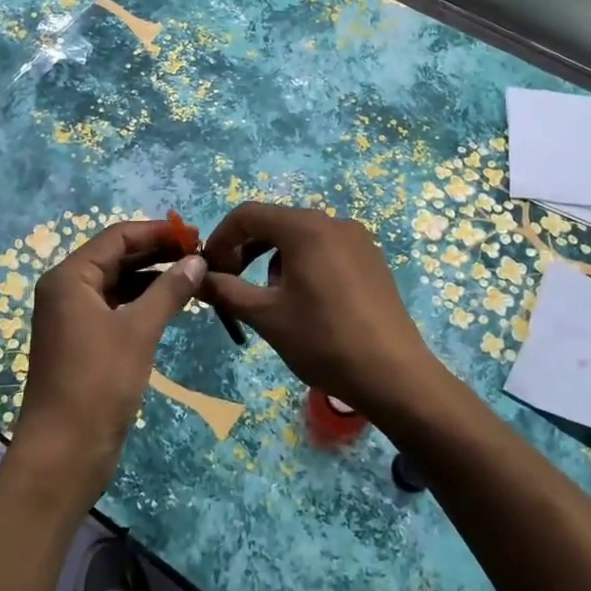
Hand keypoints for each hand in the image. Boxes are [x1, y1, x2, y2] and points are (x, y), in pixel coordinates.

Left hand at [10, 219, 204, 509]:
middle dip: (157, 253)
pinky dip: (144, 303)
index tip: (195, 235)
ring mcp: (73, 317)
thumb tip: (196, 260)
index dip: (157, 232)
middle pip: (116, 257)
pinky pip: (117, 308)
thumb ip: (169, 290)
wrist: (63, 453)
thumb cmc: (97, 383)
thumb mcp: (138, 331)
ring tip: (194, 277)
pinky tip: (173, 304)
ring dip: (153, 278)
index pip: (117, 237)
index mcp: (70, 278)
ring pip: (119, 284)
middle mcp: (67, 290)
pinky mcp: (84, 342)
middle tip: (200, 255)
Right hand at [201, 202, 458, 424]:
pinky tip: (305, 302)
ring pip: (300, 237)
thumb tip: (196, 278)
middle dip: (246, 250)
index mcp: (305, 227)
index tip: (209, 271)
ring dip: (273, 260)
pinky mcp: (372, 259)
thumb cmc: (324, 341)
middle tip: (231, 285)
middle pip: (275, 223)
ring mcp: (358, 240)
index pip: (248, 215)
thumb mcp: (266, 317)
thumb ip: (226, 291)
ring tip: (270, 300)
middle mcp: (333, 222)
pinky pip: (325, 249)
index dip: (221, 239)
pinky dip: (302, 265)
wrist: (394, 375)